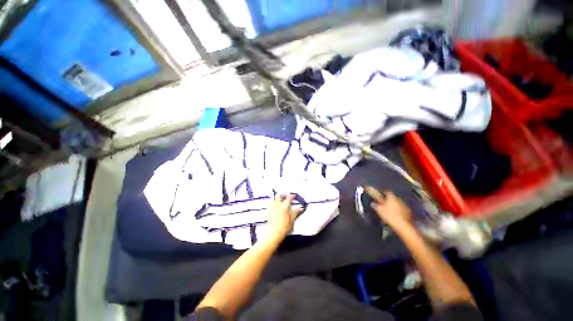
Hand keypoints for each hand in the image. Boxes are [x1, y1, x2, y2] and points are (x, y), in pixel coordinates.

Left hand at [266, 194, 303, 241]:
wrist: (273, 233)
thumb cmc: (284, 228)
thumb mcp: (291, 221)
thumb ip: (295, 213)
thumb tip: (300, 208)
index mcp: (284, 207)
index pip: (288, 198)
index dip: (291, 196)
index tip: (294, 196)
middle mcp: (277, 205)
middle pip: (279, 195)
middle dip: (283, 194)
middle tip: (286, 196)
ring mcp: (272, 208)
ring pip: (273, 198)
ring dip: (277, 197)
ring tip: (280, 199)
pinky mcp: (268, 211)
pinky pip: (270, 202)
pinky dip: (273, 201)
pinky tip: (275, 204)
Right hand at [365, 187, 412, 228]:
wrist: (403, 226)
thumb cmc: (390, 216)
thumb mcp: (379, 210)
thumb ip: (375, 205)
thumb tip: (372, 203)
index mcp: (391, 197)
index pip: (387, 192)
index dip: (383, 193)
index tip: (380, 195)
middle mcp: (399, 199)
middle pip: (392, 197)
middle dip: (388, 200)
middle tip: (384, 203)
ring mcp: (405, 205)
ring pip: (397, 203)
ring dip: (394, 205)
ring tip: (389, 210)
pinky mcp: (408, 212)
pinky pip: (401, 209)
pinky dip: (398, 210)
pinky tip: (395, 215)